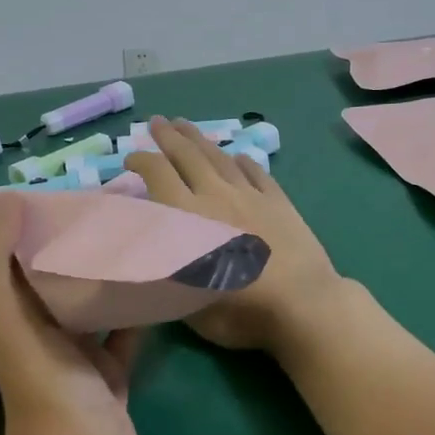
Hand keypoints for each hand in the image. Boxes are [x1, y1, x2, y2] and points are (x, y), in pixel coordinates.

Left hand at [0, 193, 141, 434]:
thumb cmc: (44, 384)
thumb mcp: (5, 316)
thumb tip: (7, 201)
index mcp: (5, 316)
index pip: (4, 260)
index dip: (18, 227)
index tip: (48, 193)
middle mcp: (36, 332)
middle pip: (49, 278)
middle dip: (68, 244)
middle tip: (100, 206)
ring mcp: (75, 355)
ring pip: (88, 302)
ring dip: (103, 274)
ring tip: (131, 233)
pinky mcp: (110, 373)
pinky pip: (123, 331)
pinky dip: (136, 308)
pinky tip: (156, 278)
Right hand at [124, 117, 347, 354]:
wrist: (303, 304)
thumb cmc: (240, 311)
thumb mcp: (187, 302)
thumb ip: (168, 272)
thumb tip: (154, 254)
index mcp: (188, 216)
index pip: (158, 174)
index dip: (141, 160)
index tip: (131, 158)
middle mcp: (216, 196)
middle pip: (188, 156)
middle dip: (168, 137)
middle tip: (156, 122)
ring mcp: (251, 196)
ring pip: (220, 158)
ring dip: (200, 139)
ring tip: (186, 126)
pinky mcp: (280, 202)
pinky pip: (257, 174)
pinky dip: (243, 162)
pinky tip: (238, 156)